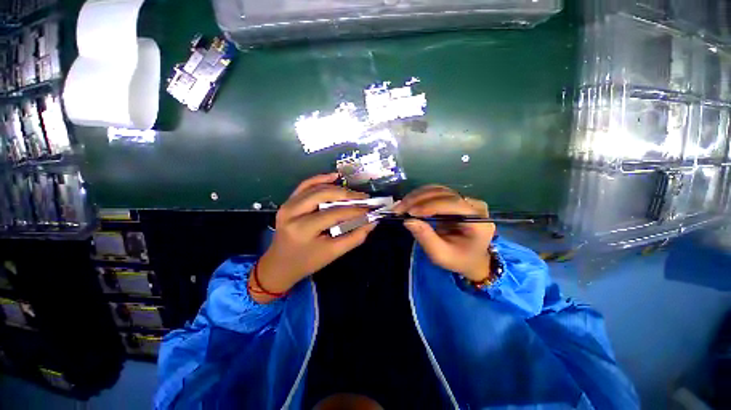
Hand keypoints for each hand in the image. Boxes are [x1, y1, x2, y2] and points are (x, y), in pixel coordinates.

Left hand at [252, 173, 376, 302]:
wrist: (280, 264)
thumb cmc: (307, 262)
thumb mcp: (333, 253)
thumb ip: (355, 237)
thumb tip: (372, 222)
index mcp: (302, 229)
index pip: (334, 213)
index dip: (354, 210)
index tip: (370, 209)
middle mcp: (292, 212)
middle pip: (324, 195)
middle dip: (347, 195)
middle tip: (363, 199)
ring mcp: (288, 205)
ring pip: (316, 187)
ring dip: (337, 188)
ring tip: (353, 193)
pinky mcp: (288, 202)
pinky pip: (305, 185)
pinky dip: (320, 179)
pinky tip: (334, 176)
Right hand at [395, 186, 495, 281]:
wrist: (472, 258)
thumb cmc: (459, 259)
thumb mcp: (441, 255)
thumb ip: (426, 238)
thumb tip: (408, 221)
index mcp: (478, 221)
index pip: (453, 204)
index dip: (429, 206)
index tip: (410, 213)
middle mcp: (474, 205)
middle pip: (444, 194)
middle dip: (418, 200)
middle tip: (398, 209)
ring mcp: (465, 200)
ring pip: (438, 190)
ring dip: (416, 196)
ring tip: (400, 205)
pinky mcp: (456, 199)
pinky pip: (436, 192)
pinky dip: (420, 196)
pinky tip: (408, 202)